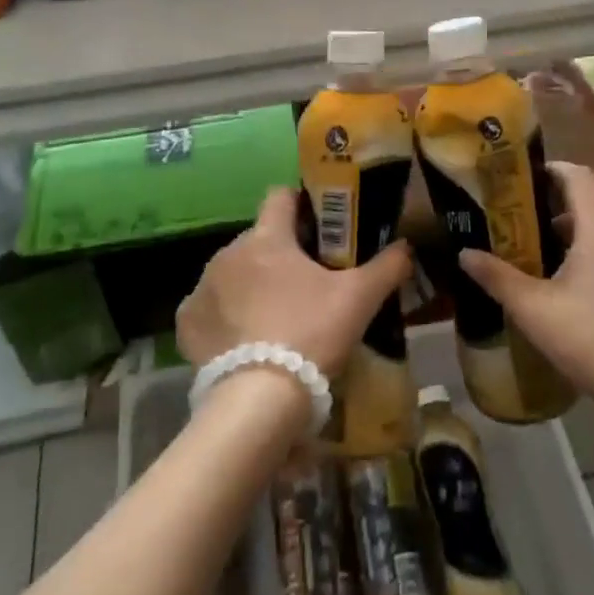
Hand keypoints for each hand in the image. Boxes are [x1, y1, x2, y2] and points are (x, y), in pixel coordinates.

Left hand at [177, 188, 414, 377]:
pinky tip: (243, 341)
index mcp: (267, 238)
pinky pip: (208, 308)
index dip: (300, 204)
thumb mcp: (359, 299)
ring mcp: (202, 288)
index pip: (280, 196)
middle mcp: (227, 253)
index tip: (317, 225)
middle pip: (257, 240)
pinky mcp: (186, 323)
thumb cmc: (311, 333)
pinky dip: (224, 317)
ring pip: (232, 273)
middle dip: (279, 254)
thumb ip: (386, 266)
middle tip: (306, 283)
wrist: (259, 398)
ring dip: (250, 285)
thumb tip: (406, 246)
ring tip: (275, 318)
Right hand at [458, 161, 593, 406]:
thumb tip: (464, 254)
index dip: (554, 170)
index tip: (529, 178)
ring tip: (555, 274)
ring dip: (584, 246)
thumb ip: (496, 277)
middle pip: (593, 212)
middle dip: (560, 219)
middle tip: (528, 238)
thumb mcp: (532, 309)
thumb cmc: (590, 340)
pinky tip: (591, 302)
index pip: (580, 178)